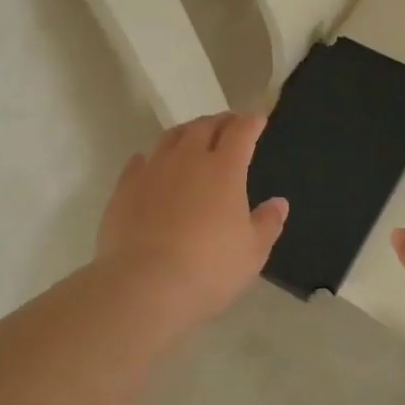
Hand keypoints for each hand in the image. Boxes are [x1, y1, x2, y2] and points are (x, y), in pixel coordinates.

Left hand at [97, 112, 288, 326]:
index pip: (240, 132)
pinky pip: (139, 161)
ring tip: (193, 136)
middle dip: (220, 121)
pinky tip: (150, 163)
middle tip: (228, 123)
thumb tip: (279, 203)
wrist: (144, 285)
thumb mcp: (252, 252)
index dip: (251, 122)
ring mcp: (153, 171)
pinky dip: (151, 157)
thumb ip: (267, 223)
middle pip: (204, 127)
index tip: (257, 119)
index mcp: (224, 169)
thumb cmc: (209, 268)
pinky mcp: (124, 188)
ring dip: (187, 132)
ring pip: (170, 137)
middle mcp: (187, 160)